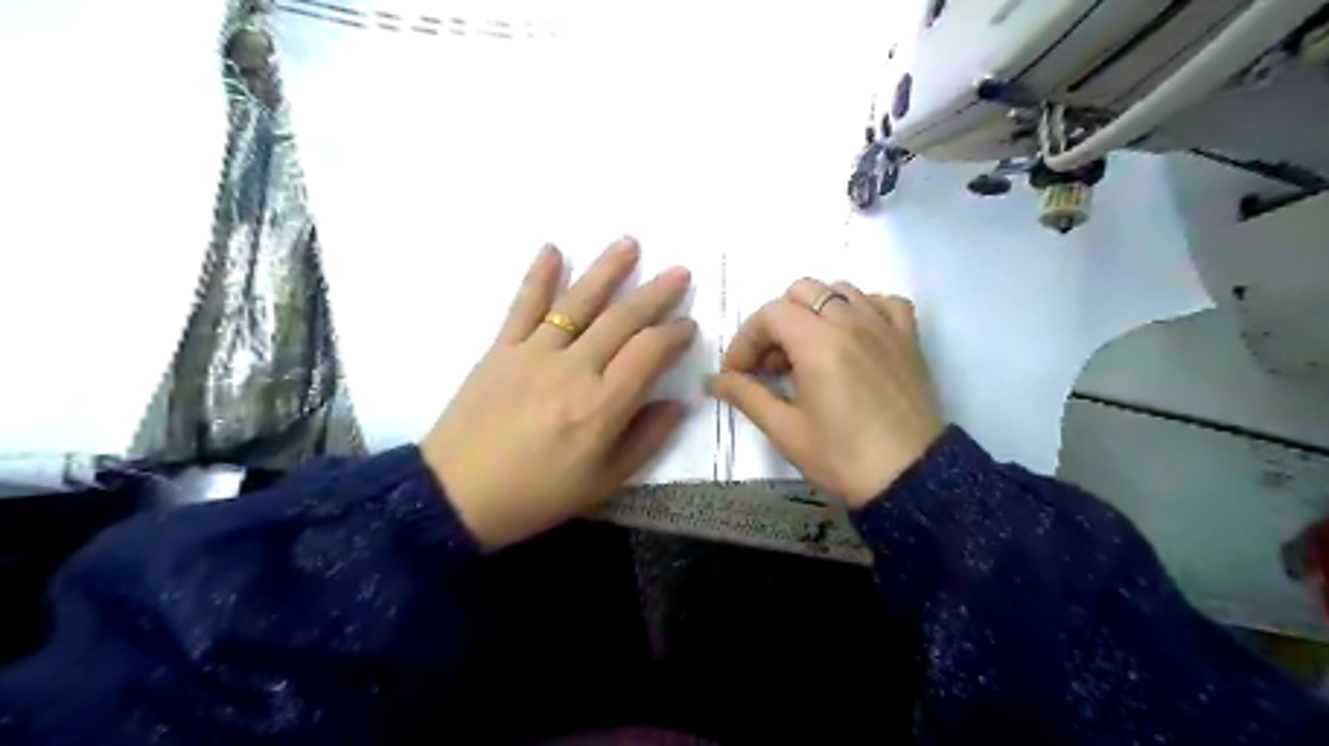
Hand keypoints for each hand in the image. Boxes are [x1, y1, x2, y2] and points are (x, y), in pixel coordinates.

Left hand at [422, 240, 695, 547]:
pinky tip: (552, 249)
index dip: (675, 334)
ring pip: (578, 302)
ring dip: (607, 270)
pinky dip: (538, 275)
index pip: (649, 352)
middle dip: (656, 293)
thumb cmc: (537, 495)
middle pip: (622, 319)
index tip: (688, 326)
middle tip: (680, 272)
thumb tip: (677, 403)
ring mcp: (534, 353)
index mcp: (602, 405)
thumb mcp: (604, 482)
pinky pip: (523, 305)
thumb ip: (646, 439)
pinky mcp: (501, 349)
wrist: (457, 497)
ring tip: (630, 243)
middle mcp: (573, 369)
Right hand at [707, 279, 943, 507]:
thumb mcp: (785, 430)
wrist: (910, 478)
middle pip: (801, 292)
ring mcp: (884, 326)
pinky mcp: (908, 339)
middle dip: (776, 322)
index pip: (769, 315)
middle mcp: (851, 321)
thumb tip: (712, 381)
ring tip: (808, 350)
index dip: (745, 341)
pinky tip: (853, 336)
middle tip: (770, 364)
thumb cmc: (842, 456)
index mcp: (818, 341)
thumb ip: (746, 396)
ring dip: (814, 312)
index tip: (737, 373)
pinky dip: (862, 309)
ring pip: (840, 290)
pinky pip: (884, 302)